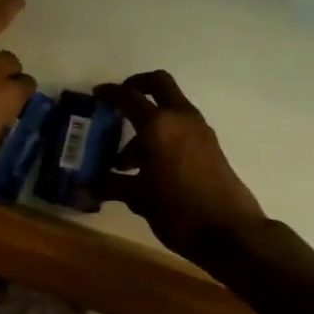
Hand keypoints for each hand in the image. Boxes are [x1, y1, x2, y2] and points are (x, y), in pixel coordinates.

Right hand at [93, 71, 265, 259]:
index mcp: (157, 125)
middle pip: (159, 83)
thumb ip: (111, 186)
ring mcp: (200, 130)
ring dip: (150, 120)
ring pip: (172, 108)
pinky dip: (165, 134)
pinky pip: (182, 128)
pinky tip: (151, 167)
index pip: (128, 96)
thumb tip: (84, 187)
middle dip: (138, 85)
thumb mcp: (138, 198)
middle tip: (120, 102)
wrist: (229, 231)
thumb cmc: (177, 210)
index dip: (110, 93)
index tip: (97, 94)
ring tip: (127, 160)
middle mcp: (180, 118)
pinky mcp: (211, 146)